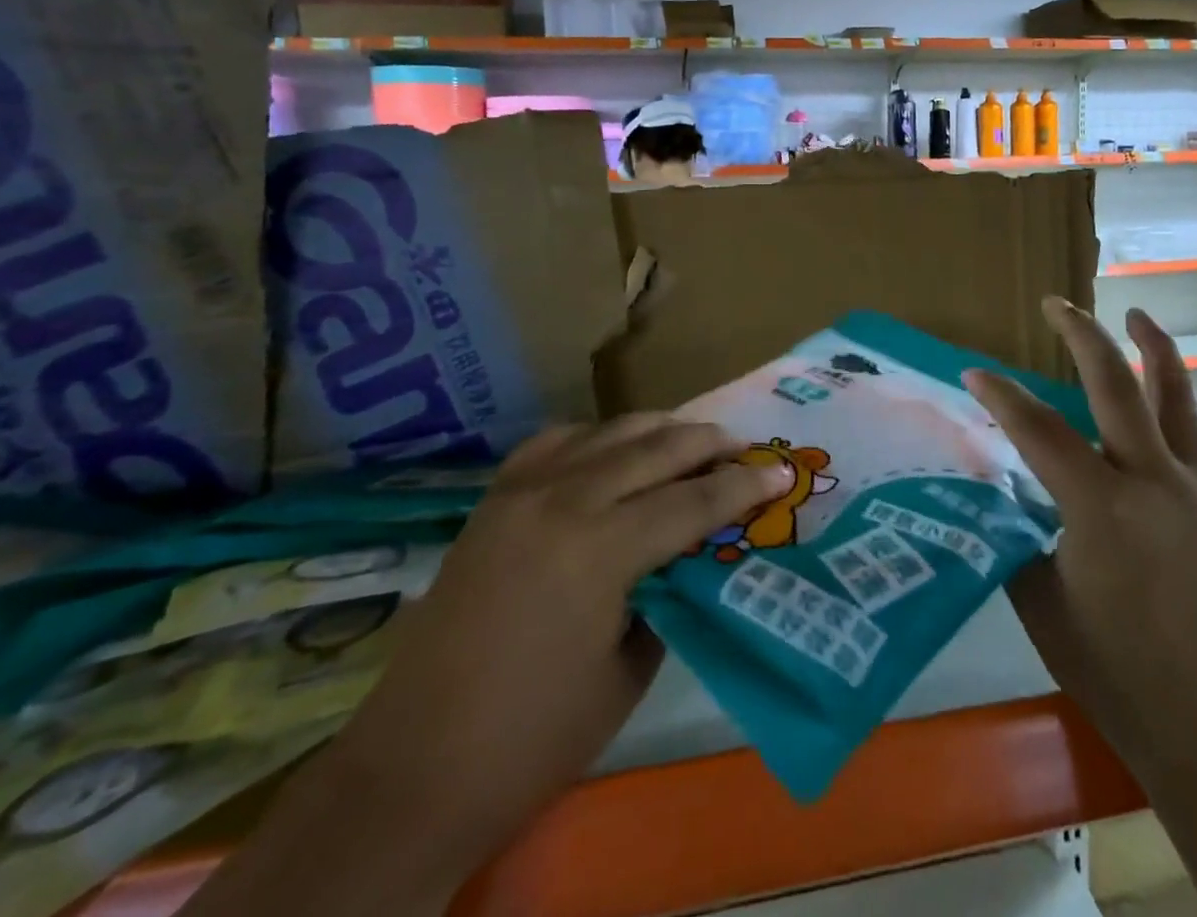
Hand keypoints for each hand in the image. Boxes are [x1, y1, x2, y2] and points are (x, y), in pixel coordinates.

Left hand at [321, 417, 792, 878]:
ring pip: (609, 431)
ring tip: (692, 440)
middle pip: (656, 448)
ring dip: (659, 431)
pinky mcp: (494, 499)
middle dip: (710, 444)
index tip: (781, 470)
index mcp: (601, 548)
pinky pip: (558, 442)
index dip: (744, 487)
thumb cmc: (534, 736)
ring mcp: (523, 491)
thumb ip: (668, 593)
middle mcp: (563, 499)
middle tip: (746, 446)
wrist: (414, 766)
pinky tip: (613, 450)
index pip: (694, 502)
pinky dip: (598, 437)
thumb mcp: (629, 669)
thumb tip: (693, 551)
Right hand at [962, 299, 1196, 764]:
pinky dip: (1174, 395)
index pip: (1037, 428)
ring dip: (1152, 347)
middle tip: (1056, 304)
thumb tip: (1000, 494)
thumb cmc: (1114, 668)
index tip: (972, 373)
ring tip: (1135, 313)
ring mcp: (1190, 487)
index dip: (999, 395)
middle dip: (1081, 334)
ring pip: (1174, 395)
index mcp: (1100, 504)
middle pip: (1115, 383)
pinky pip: (1192, 430)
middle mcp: (1151, 478)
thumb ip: (1017, 533)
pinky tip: (1162, 390)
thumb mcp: (1040, 599)